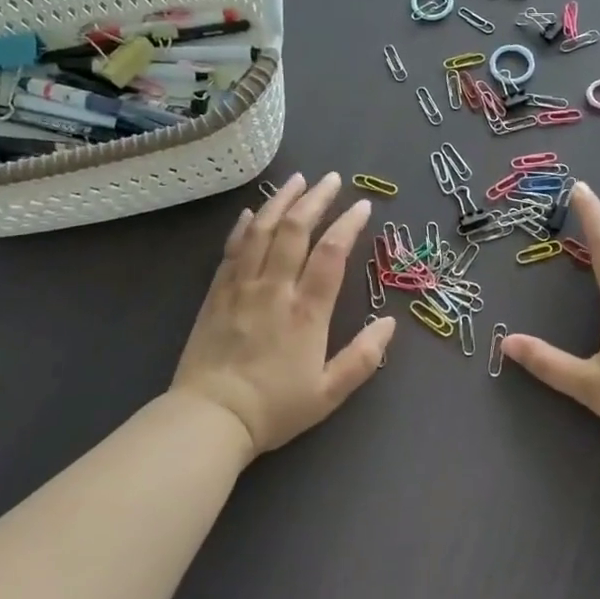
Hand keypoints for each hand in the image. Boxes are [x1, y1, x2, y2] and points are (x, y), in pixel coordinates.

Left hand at [171, 172, 392, 457]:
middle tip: (331, 179)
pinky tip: (252, 212)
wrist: (209, 419)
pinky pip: (232, 249)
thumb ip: (362, 357)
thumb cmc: (274, 408)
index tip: (363, 206)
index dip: (348, 225)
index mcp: (306, 311)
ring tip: (297, 180)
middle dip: (316, 200)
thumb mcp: (329, 393)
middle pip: (295, 230)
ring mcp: (241, 287)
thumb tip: (390, 323)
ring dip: (281, 201)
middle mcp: (274, 289)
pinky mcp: (216, 293)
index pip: (331, 254)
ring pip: (261, 231)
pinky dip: (244, 226)